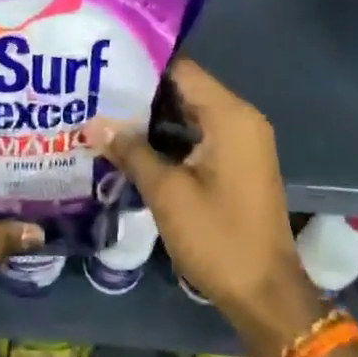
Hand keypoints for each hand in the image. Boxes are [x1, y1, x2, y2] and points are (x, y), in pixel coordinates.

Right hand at [94, 60, 324, 356]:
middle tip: (95, 90)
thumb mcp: (167, 193)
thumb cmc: (218, 237)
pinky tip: (131, 145)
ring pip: (190, 114)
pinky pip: (199, 136)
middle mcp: (240, 120)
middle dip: (142, 92)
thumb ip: (131, 151)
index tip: (104, 63)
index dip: (142, 65)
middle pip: (185, 90)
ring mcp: (241, 143)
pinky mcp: (236, 164)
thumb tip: (93, 123)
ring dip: (152, 118)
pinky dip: (169, 138)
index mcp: (230, 116)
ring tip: (104, 113)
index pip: (182, 70)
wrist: (265, 294)